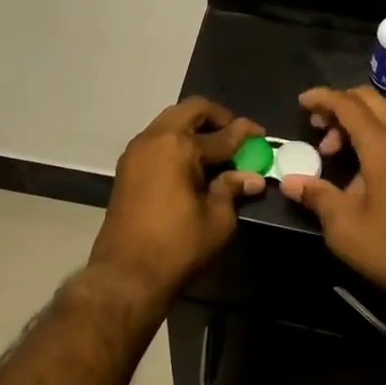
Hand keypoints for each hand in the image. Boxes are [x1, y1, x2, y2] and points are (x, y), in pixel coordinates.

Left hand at [88, 98, 265, 308]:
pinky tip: (191, 162)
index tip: (261, 133)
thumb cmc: (176, 247)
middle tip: (235, 134)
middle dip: (216, 117)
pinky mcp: (127, 165)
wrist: (124, 275)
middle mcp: (156, 137)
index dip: (245, 133)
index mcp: (179, 146)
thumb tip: (252, 177)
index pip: (221, 134)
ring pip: (171, 120)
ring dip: (194, 126)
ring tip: (215, 148)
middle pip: (191, 110)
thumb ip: (232, 190)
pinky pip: (157, 137)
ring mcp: (137, 149)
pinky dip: (177, 139)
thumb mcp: (216, 221)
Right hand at [281, 87, 385, 309]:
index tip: (302, 102)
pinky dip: (374, 134)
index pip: (348, 104)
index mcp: (383, 146)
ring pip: (385, 115)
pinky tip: (362, 166)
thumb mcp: (345, 227)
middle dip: (339, 105)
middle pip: (369, 100)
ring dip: (357, 122)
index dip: (322, 98)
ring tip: (335, 152)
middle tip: (318, 127)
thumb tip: (289, 182)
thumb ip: (316, 196)